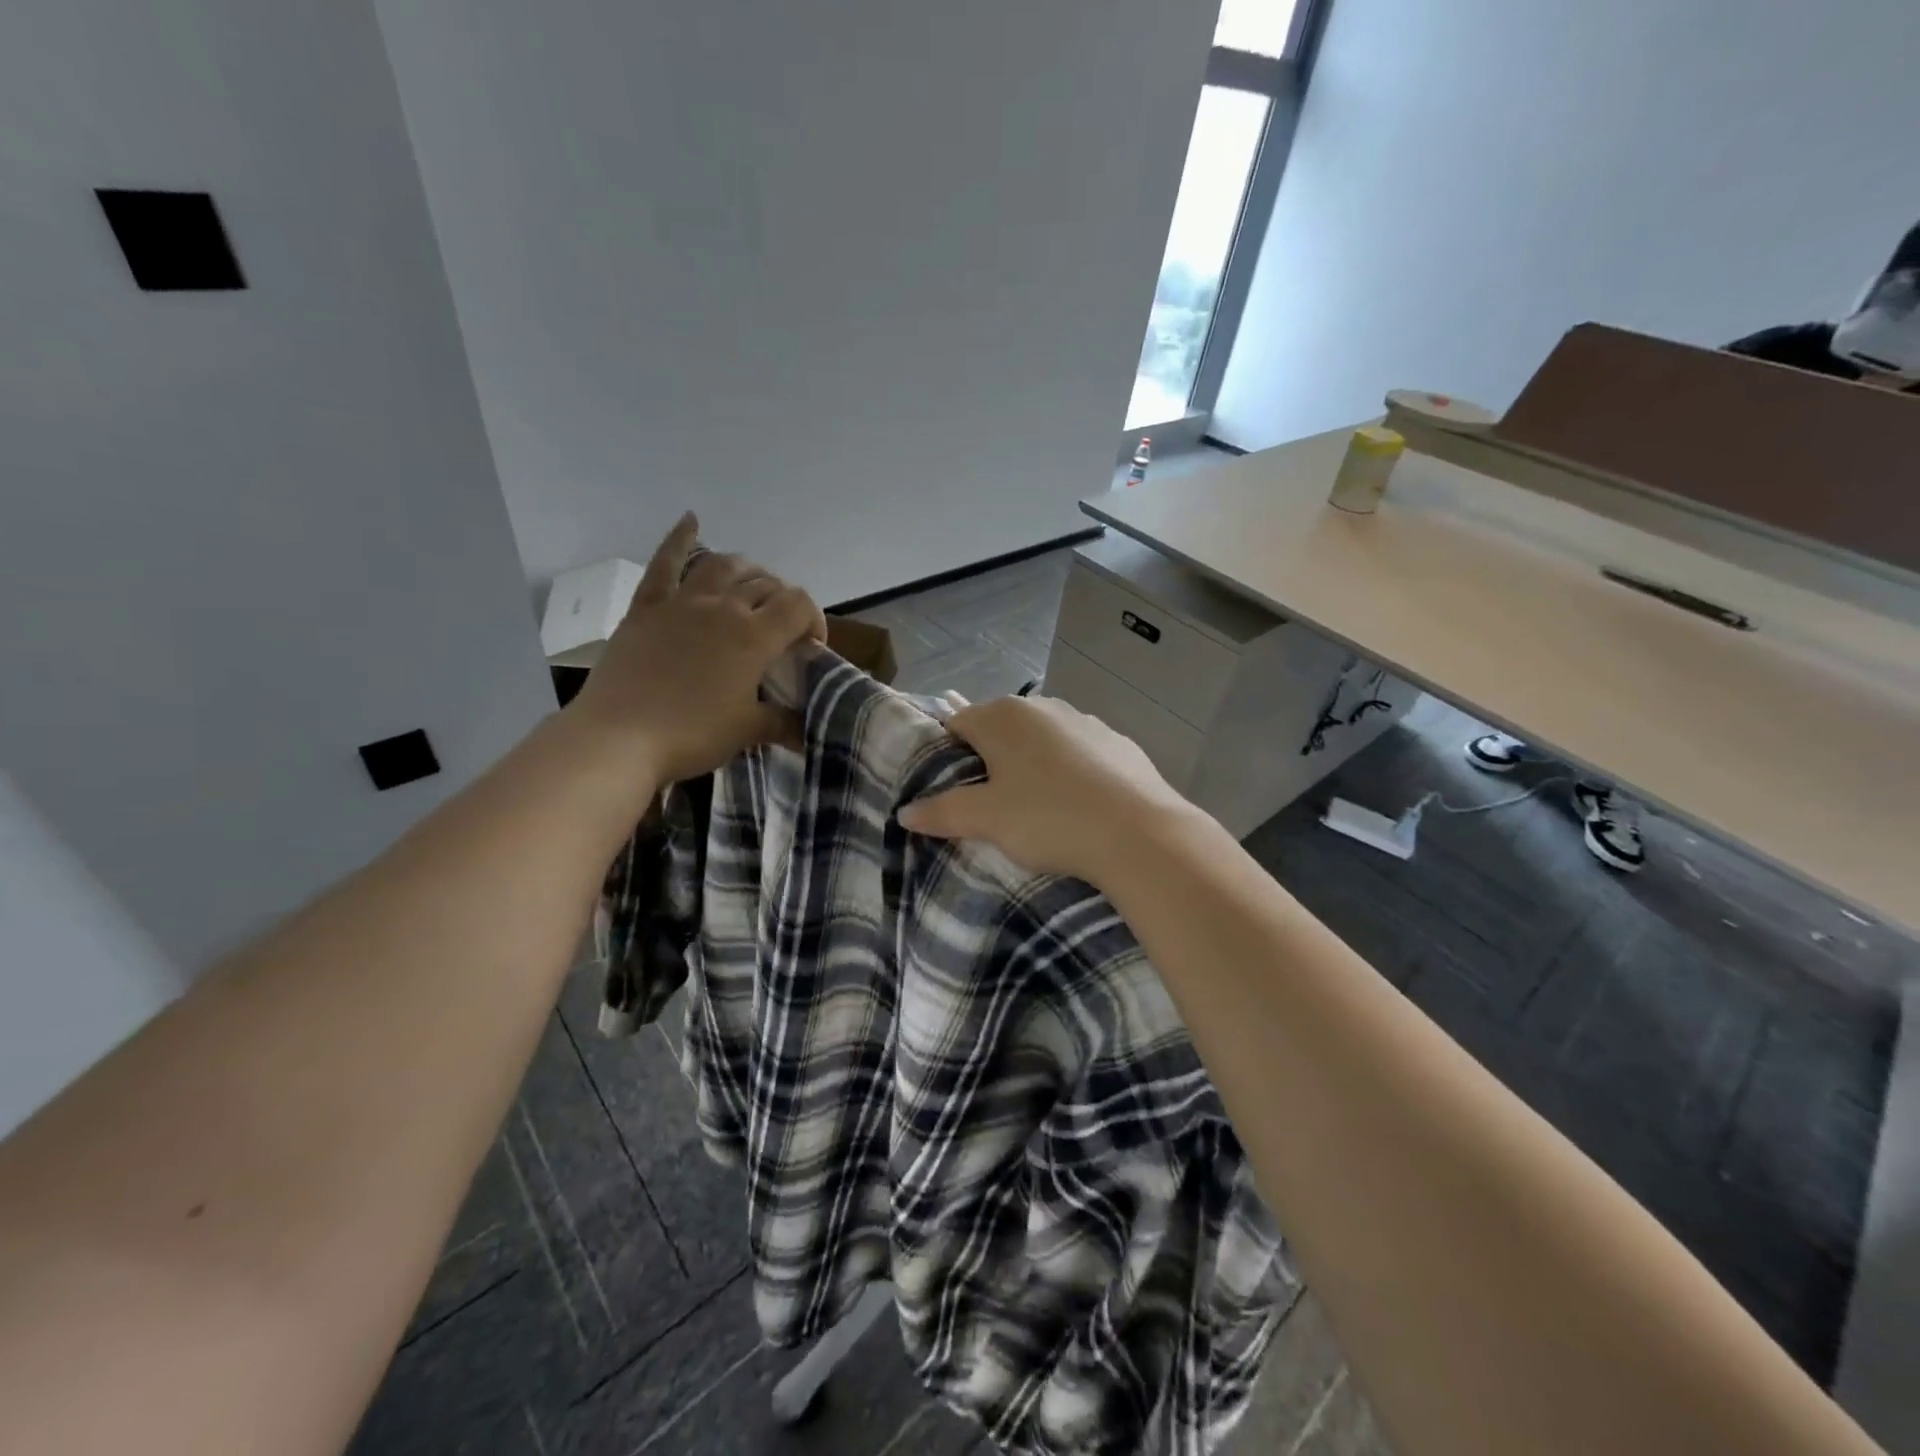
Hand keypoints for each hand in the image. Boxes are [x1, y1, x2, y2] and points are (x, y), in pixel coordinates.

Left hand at [566, 512, 826, 782]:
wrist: (618, 739)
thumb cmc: (691, 735)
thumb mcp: (747, 731)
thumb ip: (783, 723)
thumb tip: (806, 729)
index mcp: (754, 637)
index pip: (798, 605)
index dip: (813, 619)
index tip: (809, 647)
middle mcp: (723, 608)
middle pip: (765, 585)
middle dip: (783, 602)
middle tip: (781, 629)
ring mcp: (682, 603)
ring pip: (724, 567)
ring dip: (747, 570)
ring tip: (754, 583)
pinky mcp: (646, 607)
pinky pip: (665, 563)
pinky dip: (680, 539)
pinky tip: (691, 520)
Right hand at [898, 695, 1206, 887]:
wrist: (1139, 833)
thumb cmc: (1049, 818)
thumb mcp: (987, 820)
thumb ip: (942, 812)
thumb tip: (905, 812)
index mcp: (1002, 716)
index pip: (957, 724)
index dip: (947, 756)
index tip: (950, 791)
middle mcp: (1042, 706)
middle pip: (1000, 729)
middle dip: (990, 760)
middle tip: (989, 805)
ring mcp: (1085, 720)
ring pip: (1041, 739)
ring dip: (1031, 764)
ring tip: (1036, 807)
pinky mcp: (1118, 741)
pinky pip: (1079, 752)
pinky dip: (1070, 770)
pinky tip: (1079, 804)